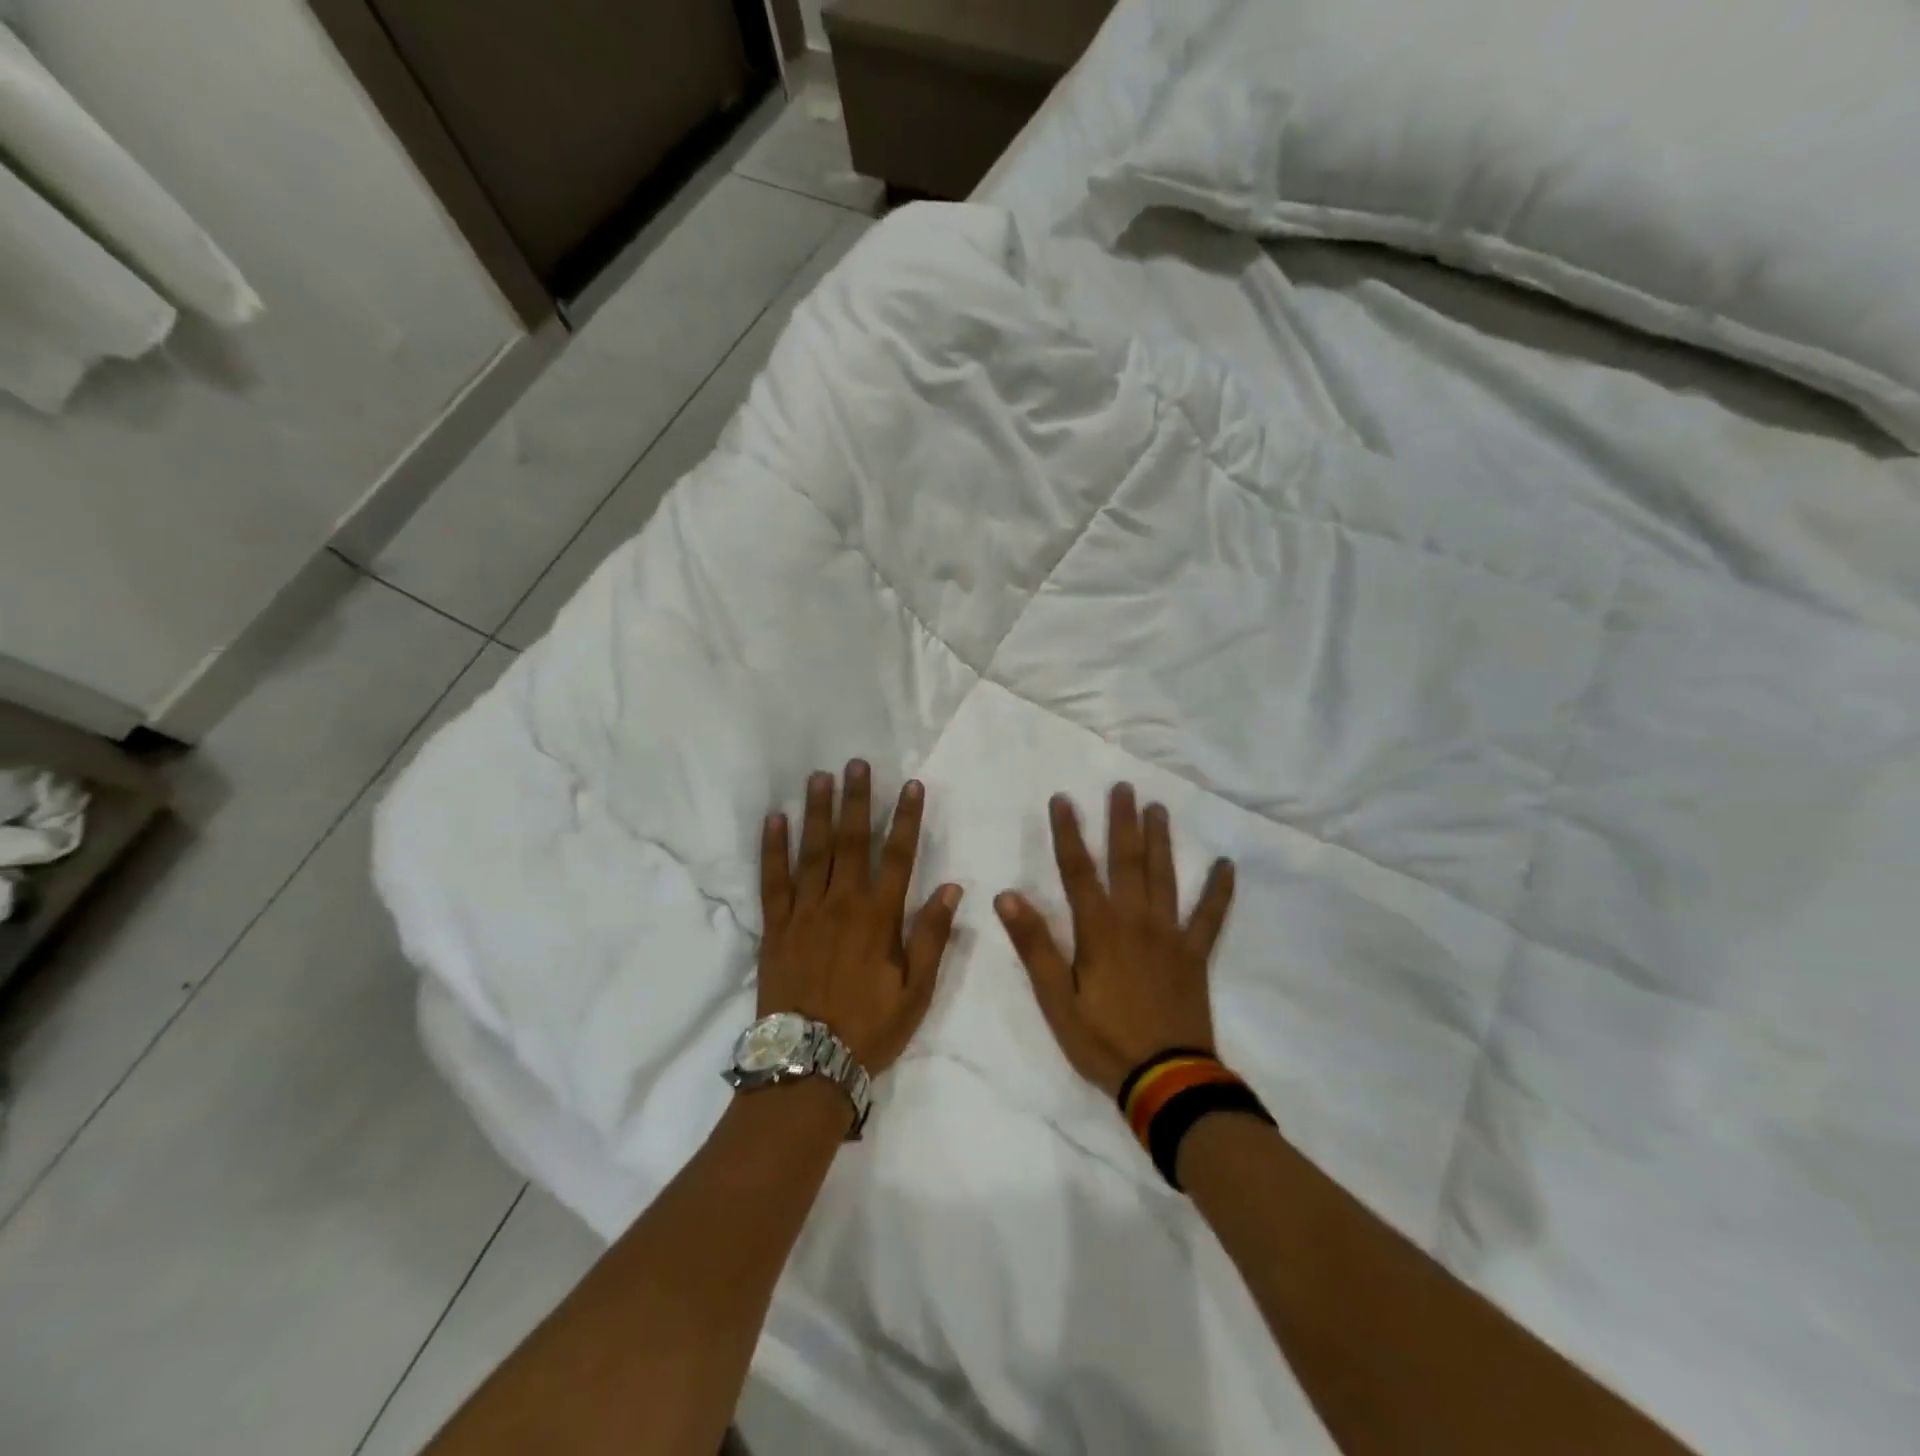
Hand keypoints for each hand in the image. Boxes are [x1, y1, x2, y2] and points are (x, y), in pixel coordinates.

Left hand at [758, 761, 962, 1074]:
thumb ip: (932, 937)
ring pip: (812, 852)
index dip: (906, 819)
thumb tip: (952, 887)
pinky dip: (773, 848)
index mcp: (879, 918)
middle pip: (851, 842)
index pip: (898, 856)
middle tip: (857, 763)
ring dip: (817, 812)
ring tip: (819, 777)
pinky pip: (772, 880)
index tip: (911, 786)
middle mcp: (841, 904)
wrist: (807, 1065)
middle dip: (857, 800)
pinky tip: (774, 820)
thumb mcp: (916, 992)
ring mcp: (804, 913)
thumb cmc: (869, 1029)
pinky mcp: (774, 927)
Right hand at [995, 785, 1234, 1098]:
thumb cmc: (1103, 1041)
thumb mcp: (1056, 999)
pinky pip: (1210, 918)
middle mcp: (1136, 921)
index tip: (1063, 799)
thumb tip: (1007, 895)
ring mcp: (1170, 936)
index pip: (1078, 870)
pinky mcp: (1195, 956)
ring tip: (1159, 809)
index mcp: (1099, 930)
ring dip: (1161, 841)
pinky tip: (1227, 866)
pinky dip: (1219, 892)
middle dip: (1122, 823)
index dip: (1068, 833)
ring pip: (1165, 878)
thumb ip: (1034, 945)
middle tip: (1123, 788)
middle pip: (1127, 862)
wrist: (1166, 1081)